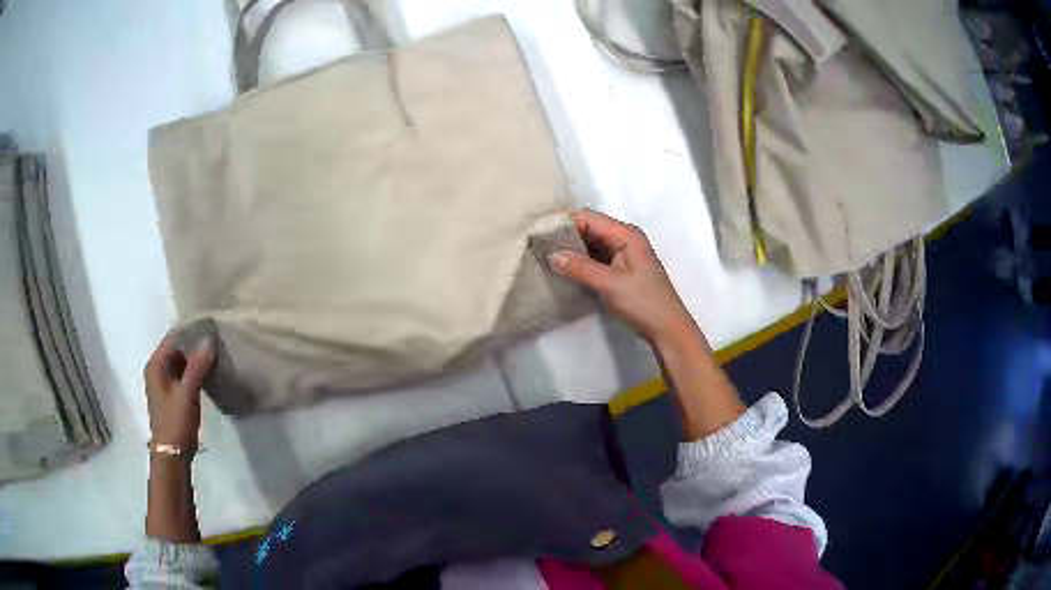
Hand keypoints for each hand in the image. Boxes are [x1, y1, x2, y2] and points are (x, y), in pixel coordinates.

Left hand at [143, 333, 214, 449]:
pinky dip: (194, 372)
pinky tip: (208, 374)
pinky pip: (183, 375)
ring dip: (195, 360)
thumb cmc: (176, 422)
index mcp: (156, 365)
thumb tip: (209, 340)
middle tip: (216, 342)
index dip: (190, 332)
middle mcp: (157, 370)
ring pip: (181, 363)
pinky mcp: (172, 395)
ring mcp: (164, 383)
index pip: (173, 338)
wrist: (173, 454)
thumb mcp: (187, 393)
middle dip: (194, 346)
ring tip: (215, 356)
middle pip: (176, 349)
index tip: (210, 328)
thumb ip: (198, 366)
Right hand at [548, 209, 697, 345]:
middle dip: (564, 235)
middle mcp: (624, 237)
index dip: (563, 222)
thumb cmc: (643, 302)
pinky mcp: (620, 268)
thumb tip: (551, 254)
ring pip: (590, 243)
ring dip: (571, 249)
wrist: (667, 329)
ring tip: (544, 255)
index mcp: (625, 234)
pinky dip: (580, 260)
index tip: (538, 232)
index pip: (587, 217)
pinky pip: (595, 257)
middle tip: (537, 245)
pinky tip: (563, 268)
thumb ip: (580, 267)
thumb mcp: (609, 284)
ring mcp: (623, 253)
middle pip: (588, 227)